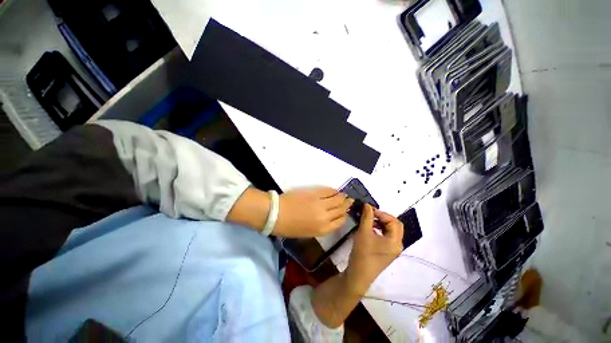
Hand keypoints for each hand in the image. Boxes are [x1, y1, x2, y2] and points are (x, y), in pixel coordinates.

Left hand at [274, 187, 353, 236]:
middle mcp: (325, 216)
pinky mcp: (315, 193)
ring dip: (343, 197)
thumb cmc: (289, 227)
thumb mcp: (307, 233)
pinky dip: (334, 190)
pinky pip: (329, 191)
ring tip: (345, 195)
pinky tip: (336, 190)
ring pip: (338, 199)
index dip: (344, 216)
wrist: (276, 213)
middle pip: (341, 209)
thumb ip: (321, 227)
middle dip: (347, 205)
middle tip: (350, 200)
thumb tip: (329, 218)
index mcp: (323, 229)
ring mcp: (321, 203)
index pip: (340, 222)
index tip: (345, 212)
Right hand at [345, 204, 403, 294]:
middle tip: (370, 214)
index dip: (381, 213)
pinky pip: (386, 236)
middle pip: (394, 225)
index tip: (368, 209)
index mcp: (395, 241)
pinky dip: (379, 229)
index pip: (394, 221)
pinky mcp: (386, 252)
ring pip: (390, 231)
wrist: (358, 275)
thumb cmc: (363, 253)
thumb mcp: (364, 232)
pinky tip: (369, 228)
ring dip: (380, 223)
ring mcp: (392, 249)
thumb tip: (367, 205)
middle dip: (383, 217)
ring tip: (368, 220)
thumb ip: (367, 217)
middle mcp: (397, 245)